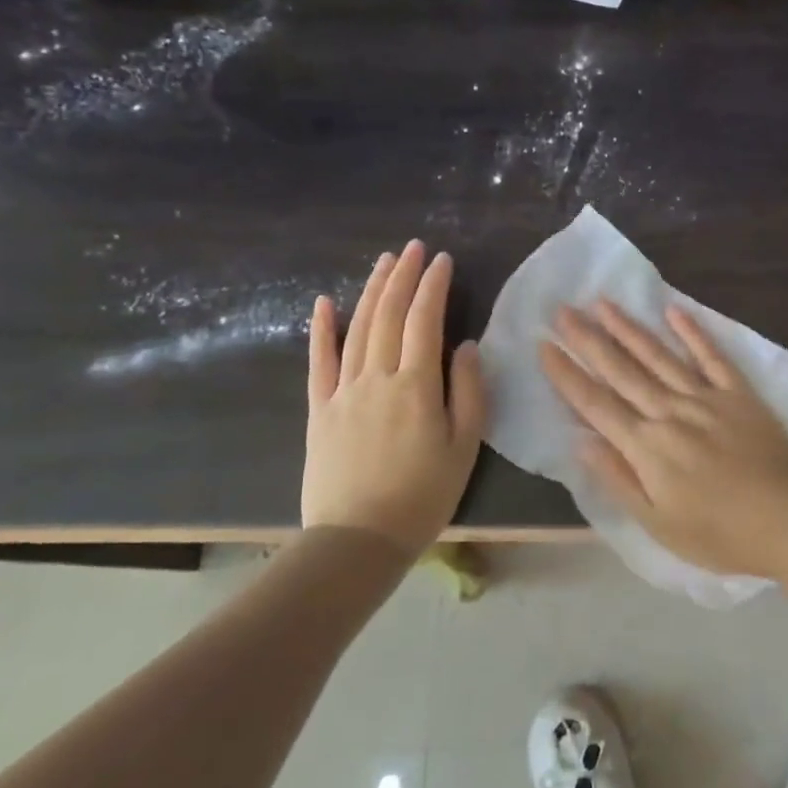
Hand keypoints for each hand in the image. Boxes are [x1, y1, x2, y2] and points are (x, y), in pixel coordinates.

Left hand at [302, 241, 486, 554]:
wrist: (358, 539)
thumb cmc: (423, 495)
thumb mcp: (464, 447)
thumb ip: (468, 391)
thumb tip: (465, 345)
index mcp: (416, 386)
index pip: (425, 321)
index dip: (434, 287)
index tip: (443, 260)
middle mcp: (377, 377)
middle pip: (389, 315)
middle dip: (403, 277)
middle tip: (414, 248)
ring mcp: (343, 391)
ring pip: (358, 328)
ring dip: (372, 291)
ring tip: (384, 262)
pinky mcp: (319, 410)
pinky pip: (319, 361)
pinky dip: (321, 329)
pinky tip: (326, 302)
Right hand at [539, 300, 787, 578]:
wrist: (787, 522)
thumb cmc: (717, 534)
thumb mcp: (657, 523)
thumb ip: (617, 478)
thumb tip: (579, 441)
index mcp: (646, 446)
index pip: (595, 404)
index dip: (567, 374)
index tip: (544, 346)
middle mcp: (669, 412)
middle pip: (621, 371)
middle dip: (587, 339)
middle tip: (562, 309)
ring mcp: (706, 398)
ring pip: (659, 356)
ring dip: (629, 328)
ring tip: (603, 303)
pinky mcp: (738, 393)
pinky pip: (712, 356)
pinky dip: (693, 332)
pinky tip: (673, 310)